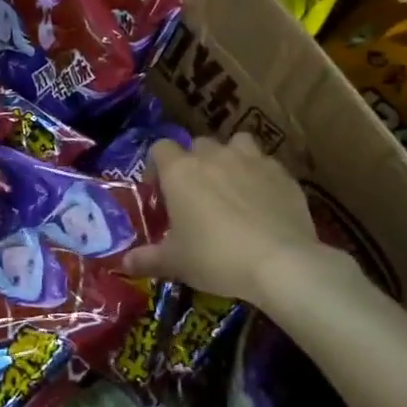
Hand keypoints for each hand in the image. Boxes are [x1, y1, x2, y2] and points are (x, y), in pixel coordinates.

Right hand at [122, 133, 354, 303]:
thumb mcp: (175, 263)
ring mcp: (252, 160)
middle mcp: (214, 156)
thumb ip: (147, 259)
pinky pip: (265, 164)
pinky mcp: (283, 174)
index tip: (160, 192)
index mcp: (181, 171)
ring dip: (230, 158)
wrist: (280, 262)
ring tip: (231, 186)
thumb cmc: (215, 257)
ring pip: (236, 143)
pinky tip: (262, 201)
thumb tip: (123, 263)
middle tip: (195, 194)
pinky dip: (259, 176)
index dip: (157, 166)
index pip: (160, 148)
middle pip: (198, 144)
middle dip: (194, 162)